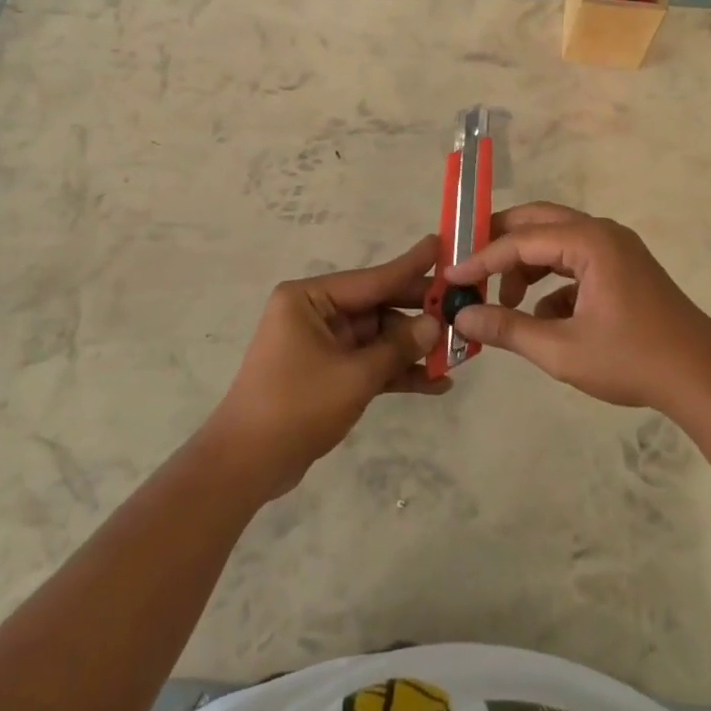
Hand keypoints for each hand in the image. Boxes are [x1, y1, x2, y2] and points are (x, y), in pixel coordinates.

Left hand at [205, 237, 444, 498]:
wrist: (246, 465)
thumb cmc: (296, 407)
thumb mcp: (354, 376)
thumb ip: (397, 347)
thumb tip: (435, 324)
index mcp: (310, 299)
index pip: (372, 278)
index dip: (412, 266)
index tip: (443, 245)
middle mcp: (315, 313)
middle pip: (378, 306)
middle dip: (419, 315)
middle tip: (464, 309)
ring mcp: (321, 344)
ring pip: (378, 337)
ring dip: (412, 349)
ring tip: (458, 355)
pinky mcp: (327, 372)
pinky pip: (369, 362)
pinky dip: (396, 372)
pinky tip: (436, 384)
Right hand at [442, 202, 710, 411]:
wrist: (703, 378)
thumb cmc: (632, 360)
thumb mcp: (561, 349)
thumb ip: (507, 329)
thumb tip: (461, 317)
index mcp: (589, 242)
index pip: (520, 240)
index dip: (480, 259)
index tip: (450, 278)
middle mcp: (603, 234)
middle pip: (538, 222)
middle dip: (501, 244)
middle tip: (469, 266)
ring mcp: (617, 250)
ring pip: (557, 242)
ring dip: (527, 265)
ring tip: (507, 301)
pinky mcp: (625, 270)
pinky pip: (577, 263)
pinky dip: (553, 283)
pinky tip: (545, 319)